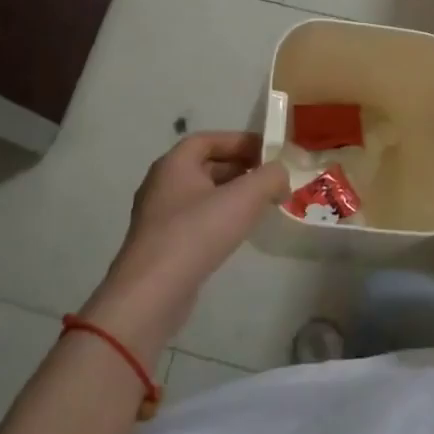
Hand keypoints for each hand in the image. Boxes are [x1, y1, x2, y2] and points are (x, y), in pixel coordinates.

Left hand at [81, 132, 288, 362]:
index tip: (269, 152)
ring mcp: (159, 216)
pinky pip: (196, 220)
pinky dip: (219, 217)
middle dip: (240, 168)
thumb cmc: (197, 233)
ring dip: (232, 195)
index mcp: (175, 164)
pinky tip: (238, 232)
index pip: (209, 139)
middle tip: (270, 179)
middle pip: (206, 165)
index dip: (240, 141)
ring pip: (202, 194)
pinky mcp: (162, 245)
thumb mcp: (244, 198)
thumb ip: (270, 177)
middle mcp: (162, 184)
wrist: (152, 294)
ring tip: (261, 205)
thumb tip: (281, 175)